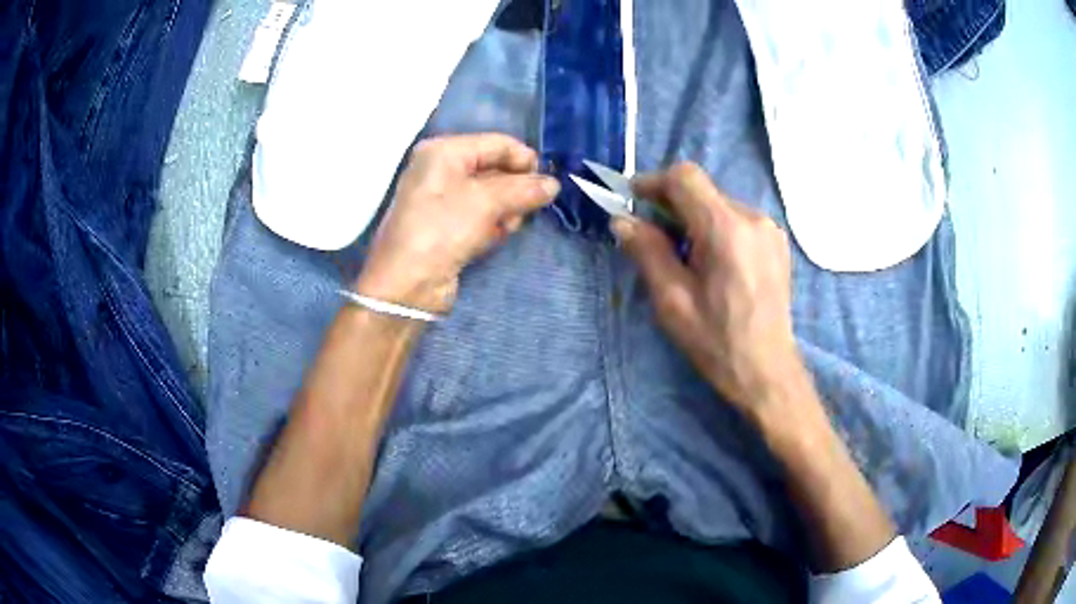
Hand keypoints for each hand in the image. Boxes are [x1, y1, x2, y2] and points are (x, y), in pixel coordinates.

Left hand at [354, 133, 559, 312]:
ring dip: (506, 210)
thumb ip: (524, 189)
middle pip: (495, 169)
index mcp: (443, 151)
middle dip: (515, 188)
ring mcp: (442, 199)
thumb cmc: (442, 230)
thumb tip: (554, 184)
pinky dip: (492, 224)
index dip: (525, 160)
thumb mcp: (486, 202)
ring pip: (491, 195)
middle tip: (528, 208)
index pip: (496, 144)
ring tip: (508, 226)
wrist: (407, 285)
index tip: (547, 183)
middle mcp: (441, 169)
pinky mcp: (447, 226)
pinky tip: (494, 237)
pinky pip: (481, 216)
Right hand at [613, 163, 805, 413]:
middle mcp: (753, 218)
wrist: (767, 370)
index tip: (633, 199)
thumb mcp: (672, 301)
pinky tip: (713, 262)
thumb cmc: (717, 341)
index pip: (686, 178)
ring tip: (685, 256)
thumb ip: (647, 251)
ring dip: (695, 218)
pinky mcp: (777, 242)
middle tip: (652, 235)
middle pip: (703, 190)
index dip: (654, 181)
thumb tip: (622, 220)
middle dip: (672, 204)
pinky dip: (717, 228)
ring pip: (719, 204)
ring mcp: (770, 229)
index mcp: (725, 230)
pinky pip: (738, 220)